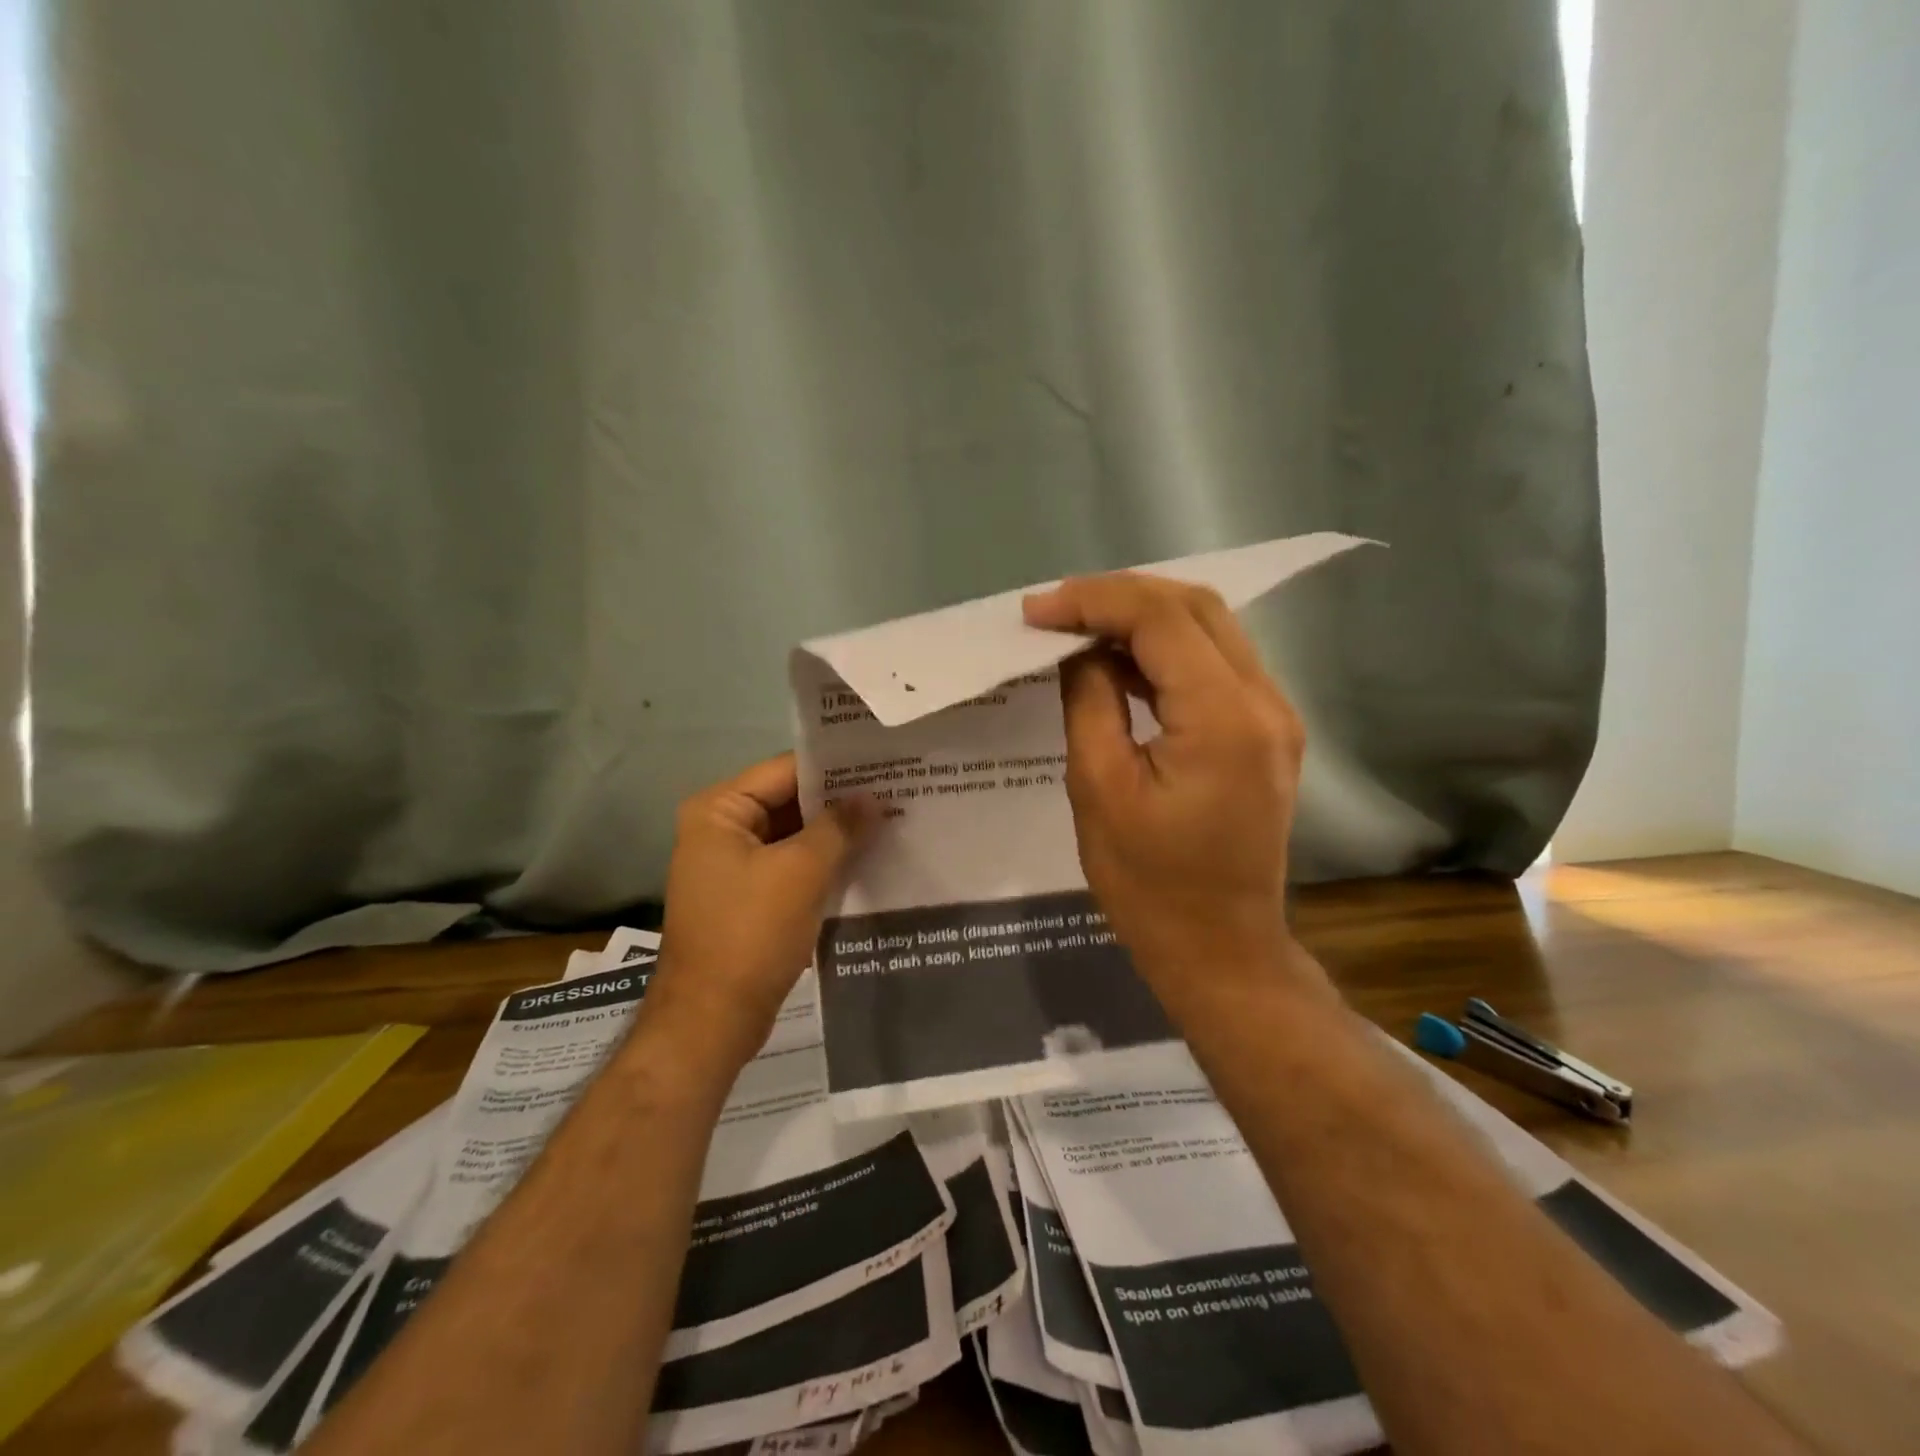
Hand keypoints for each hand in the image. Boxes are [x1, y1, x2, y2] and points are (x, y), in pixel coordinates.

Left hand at [642, 754, 874, 1068]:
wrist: (712, 1021)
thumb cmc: (751, 934)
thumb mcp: (802, 872)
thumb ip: (840, 827)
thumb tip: (872, 797)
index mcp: (719, 811)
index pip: (786, 770)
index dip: (836, 768)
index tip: (884, 764)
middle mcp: (721, 830)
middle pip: (790, 802)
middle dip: (841, 803)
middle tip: (897, 791)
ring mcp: (734, 866)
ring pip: (795, 837)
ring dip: (836, 835)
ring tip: (892, 821)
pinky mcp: (750, 898)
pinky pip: (792, 867)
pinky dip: (825, 865)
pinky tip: (868, 861)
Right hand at [1022, 573, 1307, 991]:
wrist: (1220, 949)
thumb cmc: (1149, 885)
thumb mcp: (1099, 789)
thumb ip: (1090, 701)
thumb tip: (1080, 650)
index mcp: (1223, 719)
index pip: (1161, 619)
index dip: (1094, 601)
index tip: (1036, 611)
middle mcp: (1264, 702)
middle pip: (1194, 606)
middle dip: (1119, 596)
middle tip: (1055, 612)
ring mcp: (1274, 715)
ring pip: (1210, 628)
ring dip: (1142, 618)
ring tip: (1078, 630)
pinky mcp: (1266, 731)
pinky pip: (1215, 664)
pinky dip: (1165, 651)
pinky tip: (1119, 663)